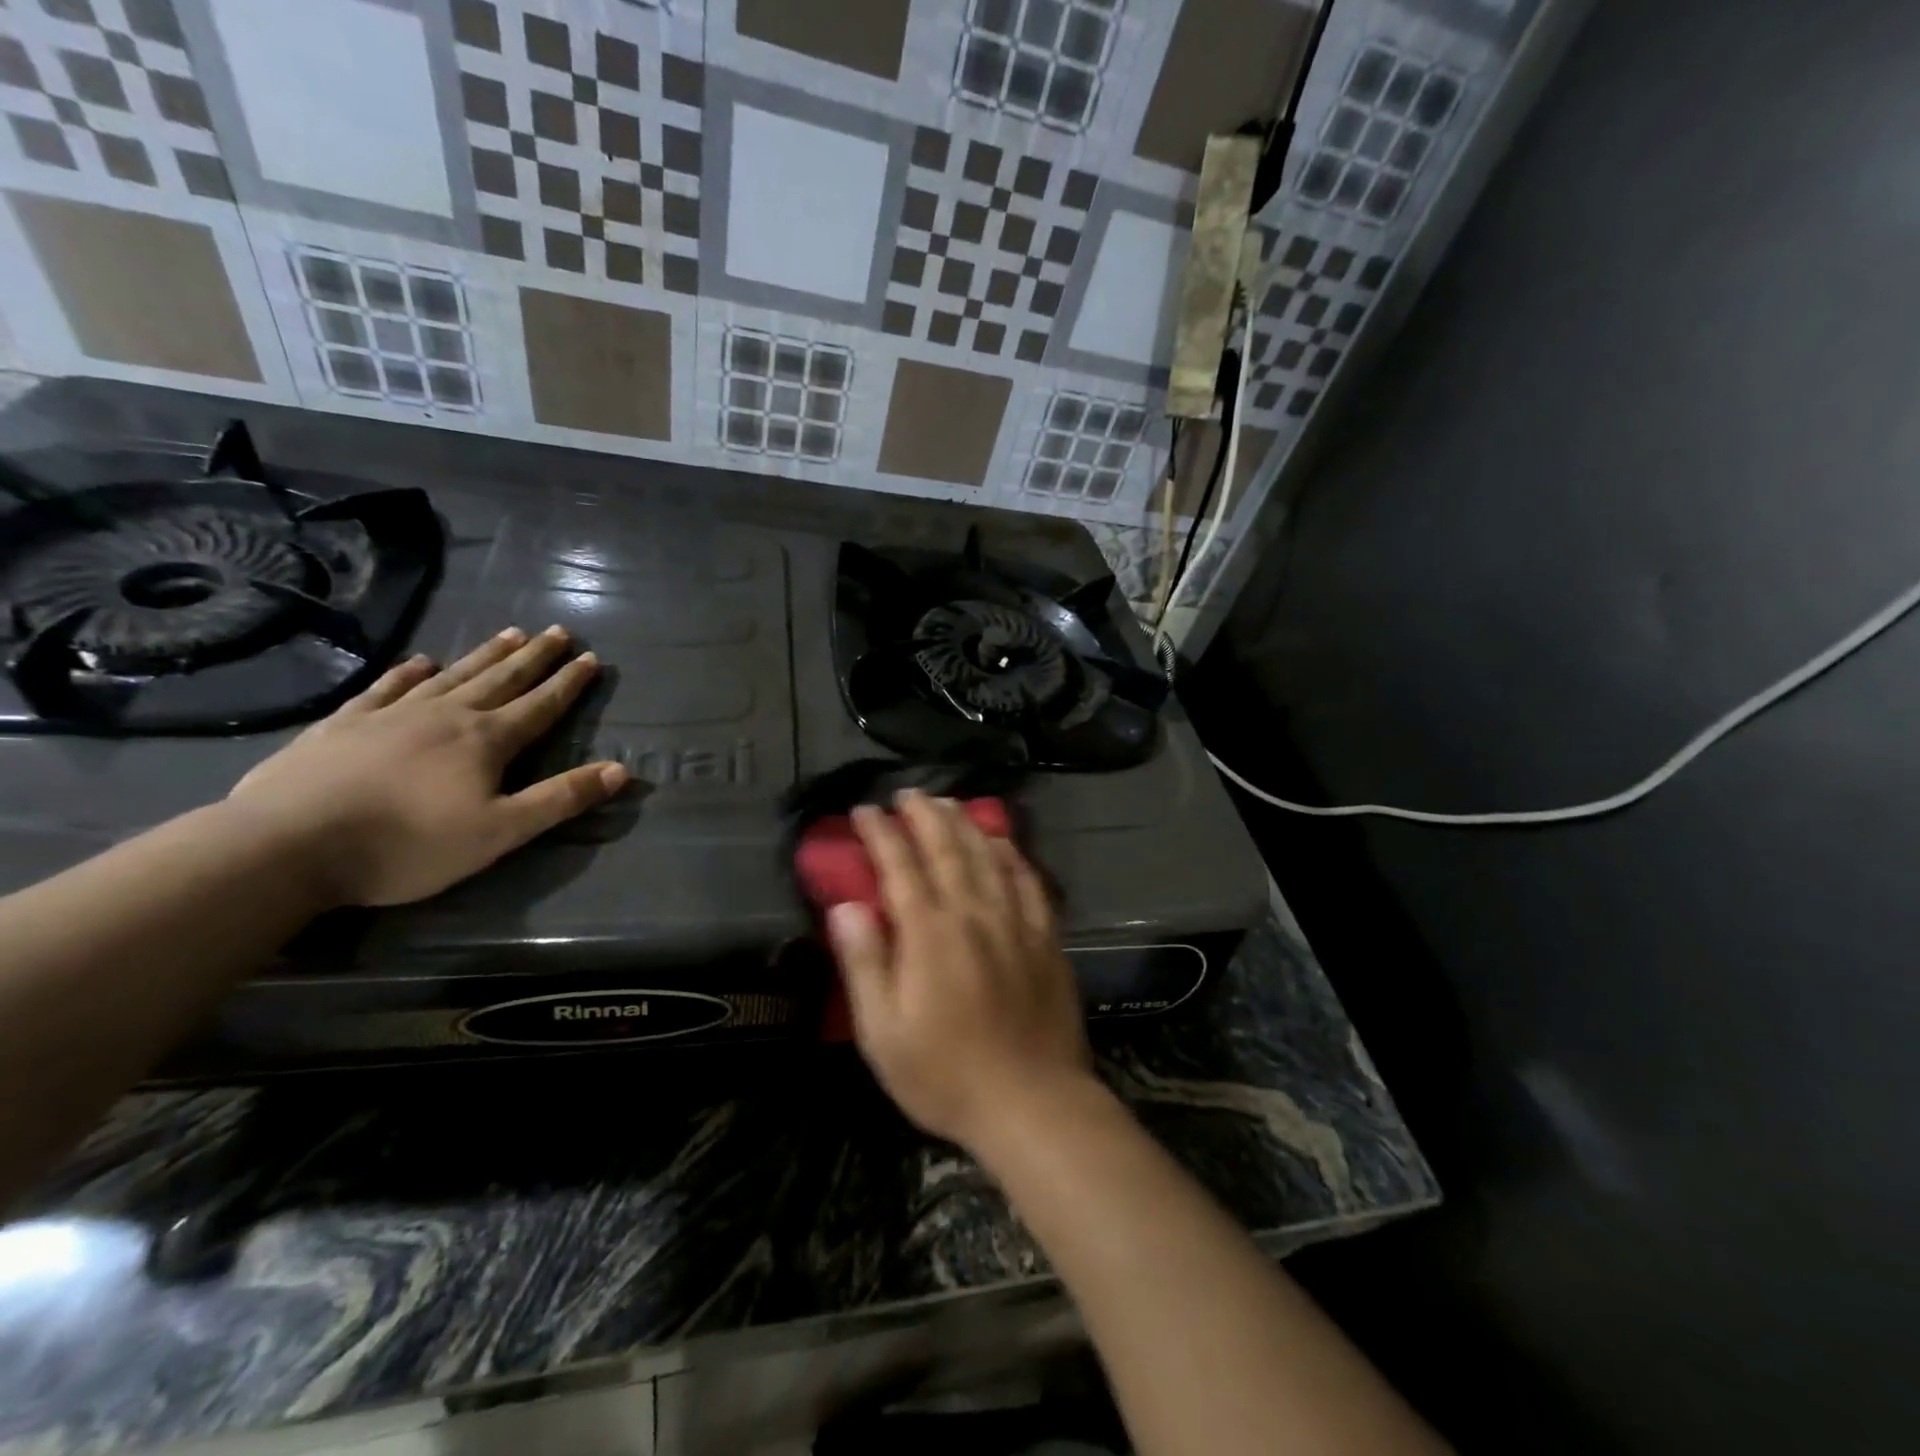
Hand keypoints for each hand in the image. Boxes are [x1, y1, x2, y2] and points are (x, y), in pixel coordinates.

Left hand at [226, 626, 626, 907]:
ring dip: (484, 655)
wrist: (287, 845)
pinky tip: (418, 661)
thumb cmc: (408, 844)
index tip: (591, 657)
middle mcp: (446, 715)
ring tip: (510, 632)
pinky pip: (386, 687)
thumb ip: (562, 799)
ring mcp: (392, 715)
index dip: (569, 683)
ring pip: (452, 675)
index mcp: (486, 741)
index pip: (540, 705)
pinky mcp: (343, 725)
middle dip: (534, 657)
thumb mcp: (501, 832)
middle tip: (558, 632)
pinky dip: (407, 672)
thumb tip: (622, 770)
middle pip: (501, 679)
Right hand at [828, 790, 1095, 1150]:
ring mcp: (1015, 922)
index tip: (866, 810)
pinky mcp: (1046, 937)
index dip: (881, 834)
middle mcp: (973, 914)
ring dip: (965, 824)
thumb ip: (865, 963)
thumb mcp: (883, 1033)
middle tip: (908, 794)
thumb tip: (846, 906)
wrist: (1033, 1102)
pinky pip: (1028, 880)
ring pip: (988, 856)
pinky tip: (1002, 842)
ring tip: (948, 803)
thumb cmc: (946, 1075)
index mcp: (929, 934)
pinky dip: (1011, 854)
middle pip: (947, 849)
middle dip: (924, 815)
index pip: (900, 866)